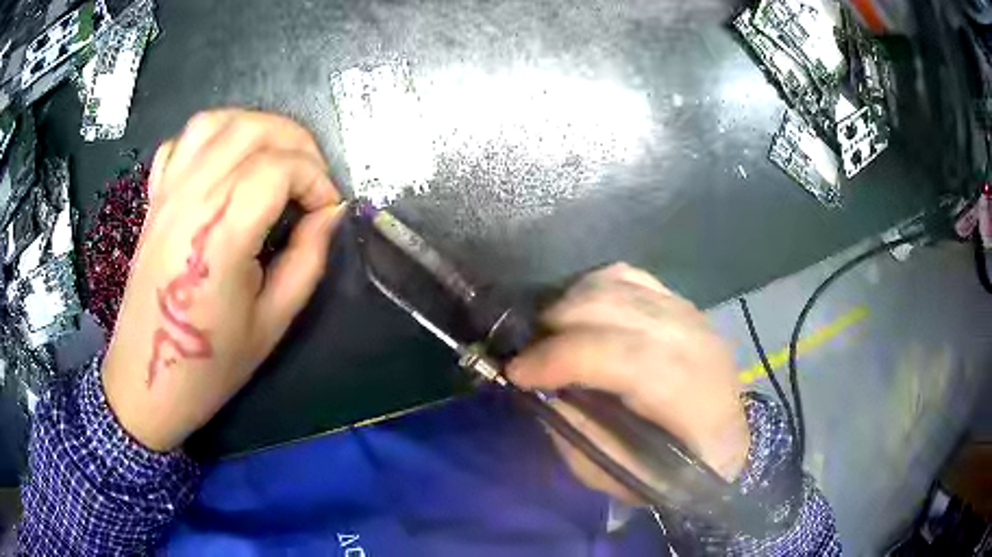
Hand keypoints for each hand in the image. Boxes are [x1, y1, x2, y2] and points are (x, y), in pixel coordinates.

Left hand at [102, 109, 343, 451]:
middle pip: (252, 129)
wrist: (147, 381)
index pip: (280, 168)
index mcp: (221, 234)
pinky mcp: (153, 199)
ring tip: (275, 158)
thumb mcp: (272, 322)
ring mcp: (167, 193)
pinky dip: (211, 137)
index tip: (329, 211)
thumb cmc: (210, 364)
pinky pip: (181, 142)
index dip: (317, 181)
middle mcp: (191, 199)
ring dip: (256, 127)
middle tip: (312, 180)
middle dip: (297, 143)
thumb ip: (308, 259)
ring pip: (216, 122)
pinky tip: (224, 163)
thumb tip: (331, 213)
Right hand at [508, 263, 748, 500]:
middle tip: (528, 354)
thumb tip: (541, 388)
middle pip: (620, 311)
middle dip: (558, 326)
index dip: (564, 359)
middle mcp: (700, 346)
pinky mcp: (682, 302)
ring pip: (619, 285)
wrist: (720, 443)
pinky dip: (593, 289)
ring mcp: (693, 315)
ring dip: (571, 304)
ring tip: (548, 334)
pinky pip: (627, 276)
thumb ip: (580, 433)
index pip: (628, 360)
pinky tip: (578, 313)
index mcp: (696, 401)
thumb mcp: (618, 475)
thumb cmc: (671, 473)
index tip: (517, 372)